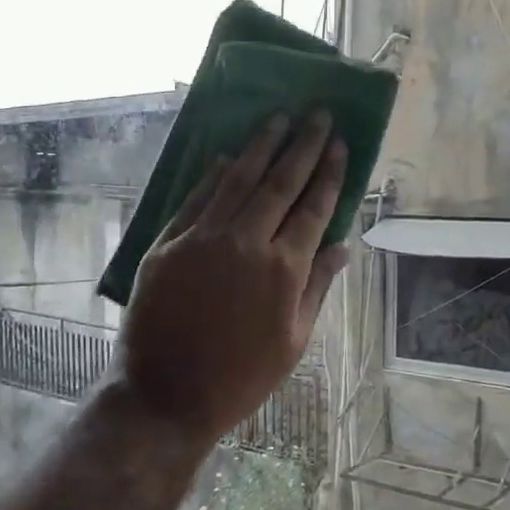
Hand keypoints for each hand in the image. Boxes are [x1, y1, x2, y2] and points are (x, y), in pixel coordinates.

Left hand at [119, 111, 349, 445]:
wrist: (166, 394)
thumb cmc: (241, 377)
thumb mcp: (293, 340)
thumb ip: (316, 286)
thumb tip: (342, 247)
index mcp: (283, 269)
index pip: (313, 207)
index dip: (329, 173)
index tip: (339, 143)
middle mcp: (245, 243)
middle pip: (279, 183)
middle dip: (302, 146)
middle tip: (317, 114)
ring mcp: (202, 239)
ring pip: (236, 180)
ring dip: (259, 147)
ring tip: (278, 119)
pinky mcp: (167, 244)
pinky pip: (195, 200)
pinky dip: (212, 176)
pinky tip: (225, 157)